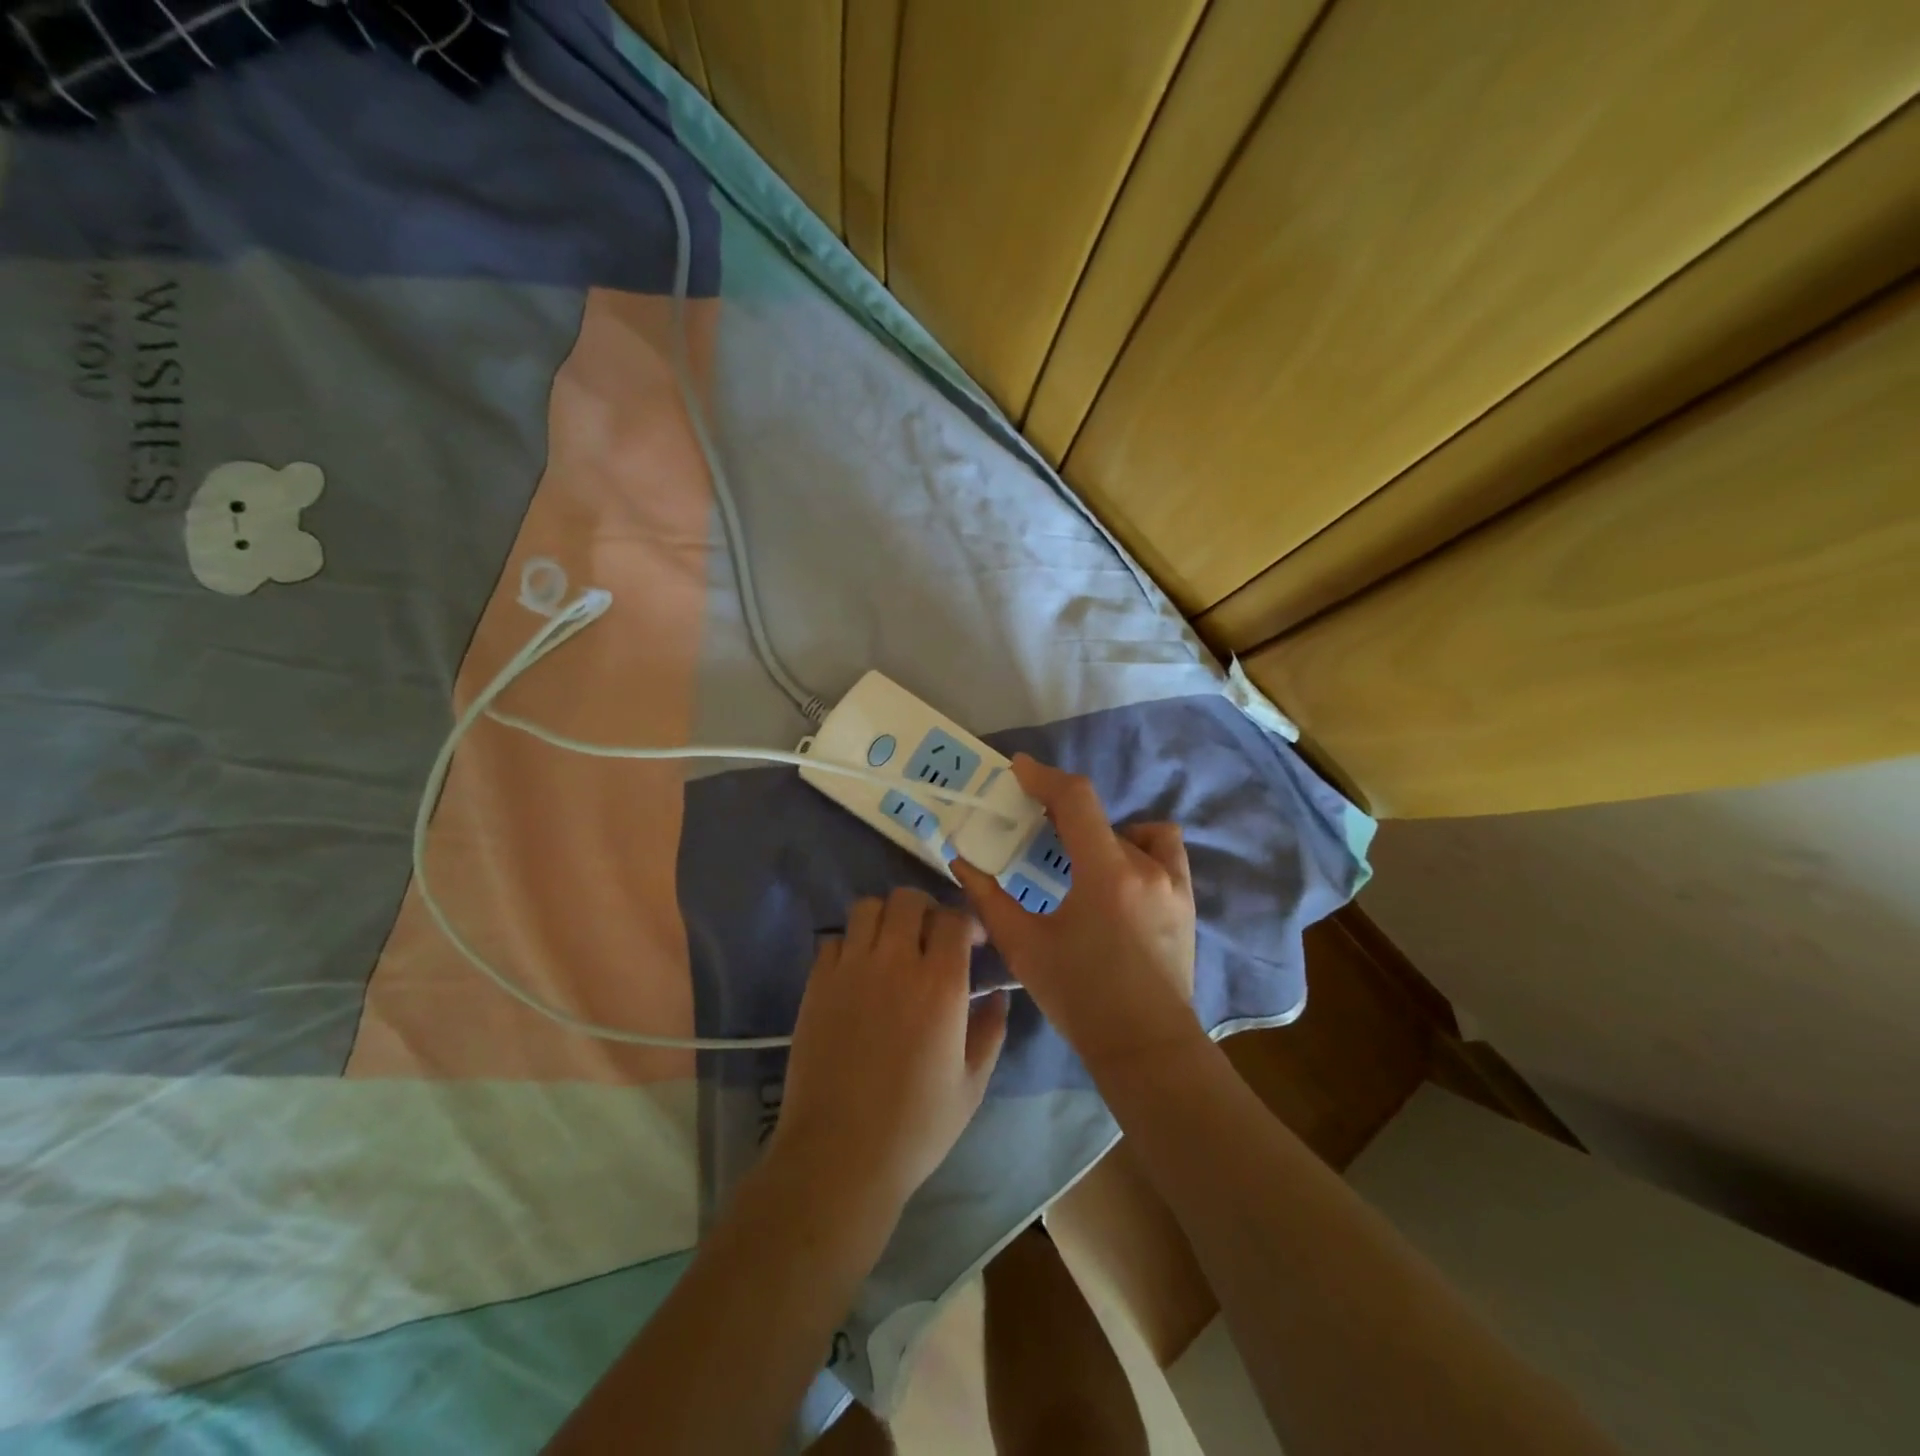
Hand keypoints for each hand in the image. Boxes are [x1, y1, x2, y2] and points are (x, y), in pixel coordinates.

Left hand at [769, 888, 1010, 1218]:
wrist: (839, 1154)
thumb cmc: (916, 1126)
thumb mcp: (971, 1086)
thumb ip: (990, 1032)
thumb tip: (998, 997)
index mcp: (940, 984)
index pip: (954, 919)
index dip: (966, 922)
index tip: (971, 942)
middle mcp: (895, 962)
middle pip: (908, 900)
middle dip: (926, 909)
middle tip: (931, 937)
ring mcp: (850, 969)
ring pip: (867, 908)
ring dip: (885, 918)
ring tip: (892, 945)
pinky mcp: (817, 984)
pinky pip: (833, 939)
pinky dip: (850, 944)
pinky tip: (857, 972)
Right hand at [953, 755, 1199, 1075]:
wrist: (1145, 1047)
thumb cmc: (1081, 998)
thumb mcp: (1025, 947)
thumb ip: (990, 899)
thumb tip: (961, 862)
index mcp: (1106, 873)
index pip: (1077, 799)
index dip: (1044, 777)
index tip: (1018, 769)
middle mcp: (1146, 866)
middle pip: (1100, 815)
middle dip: (1063, 812)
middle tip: (1036, 826)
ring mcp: (1174, 882)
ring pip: (1135, 832)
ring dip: (1104, 835)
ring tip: (1081, 861)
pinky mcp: (1187, 900)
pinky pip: (1164, 852)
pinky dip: (1139, 849)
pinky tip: (1118, 879)